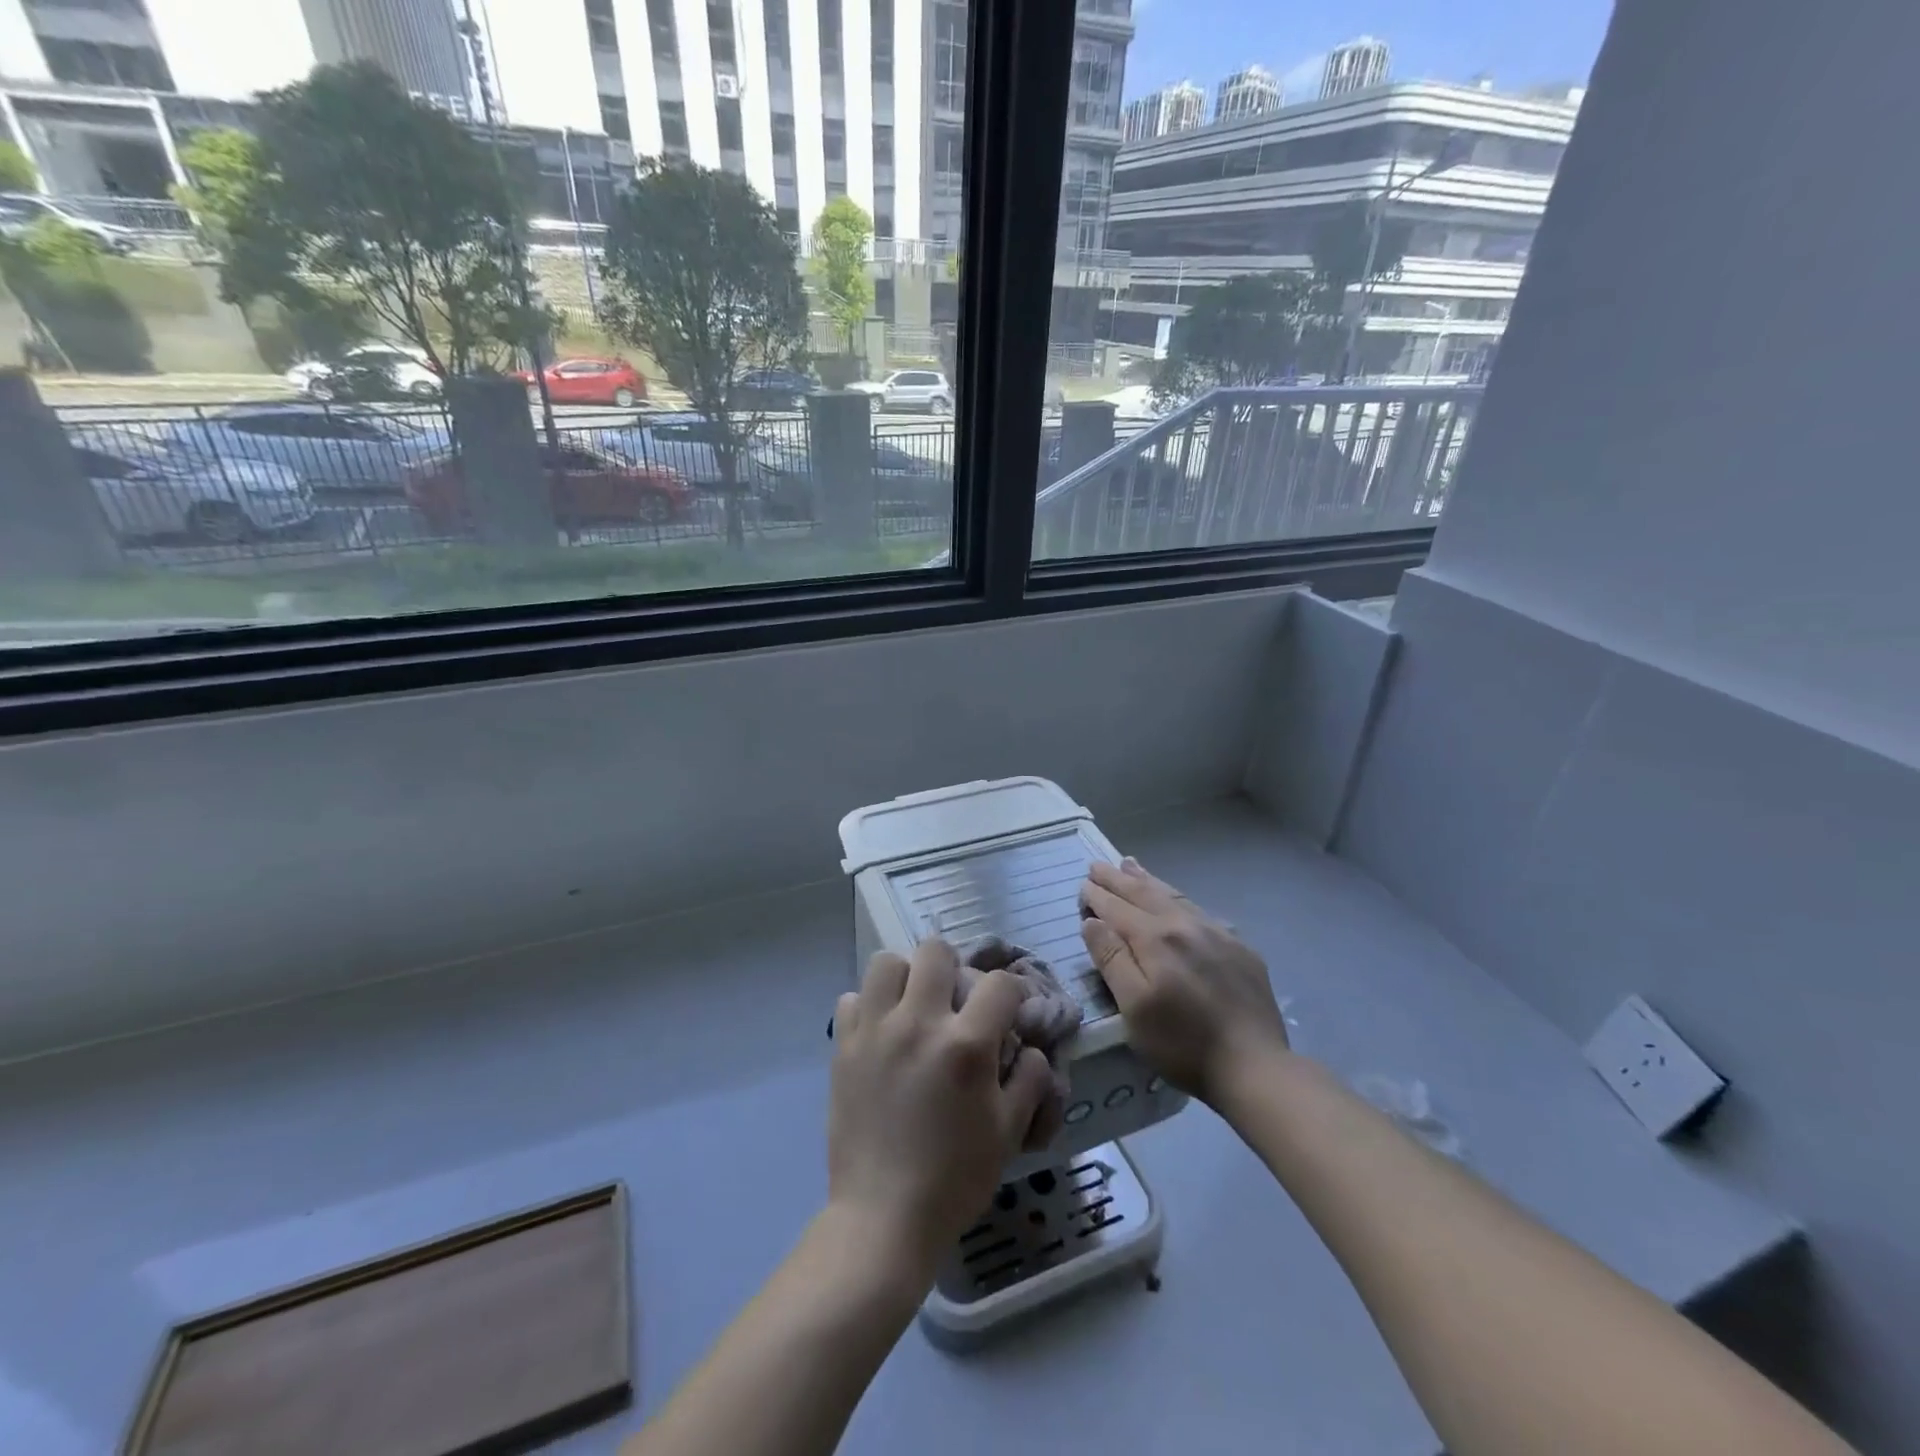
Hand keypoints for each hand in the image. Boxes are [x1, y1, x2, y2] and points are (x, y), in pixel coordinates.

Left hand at [828, 940, 1054, 1279]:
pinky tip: (880, 1034)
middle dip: (954, 968)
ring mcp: (875, 1030)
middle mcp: (918, 1023)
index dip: (1012, 993)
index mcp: (966, 1045)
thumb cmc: (955, 1178)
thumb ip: (1029, 1079)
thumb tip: (1030, 1048)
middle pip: (935, 950)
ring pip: (887, 962)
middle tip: (955, 1001)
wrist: (883, 1217)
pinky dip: (868, 1007)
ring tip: (913, 1007)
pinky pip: (852, 998)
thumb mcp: (1009, 1132)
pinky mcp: (843, 1046)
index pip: (998, 983)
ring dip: (906, 977)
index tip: (1009, 1012)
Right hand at [1080, 857, 1288, 1105]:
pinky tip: (1176, 899)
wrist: (1255, 1065)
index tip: (1083, 885)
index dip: (1098, 896)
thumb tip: (1093, 922)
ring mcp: (1216, 933)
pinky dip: (1178, 898)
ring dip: (1147, 880)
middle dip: (1118, 879)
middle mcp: (1184, 925)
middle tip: (1098, 865)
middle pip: (1144, 894)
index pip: (1117, 908)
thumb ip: (1112, 959)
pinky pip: (1200, 910)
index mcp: (1154, 939)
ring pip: (1173, 896)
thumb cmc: (1182, 1043)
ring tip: (1130, 865)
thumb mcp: (1133, 1008)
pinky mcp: (1238, 948)